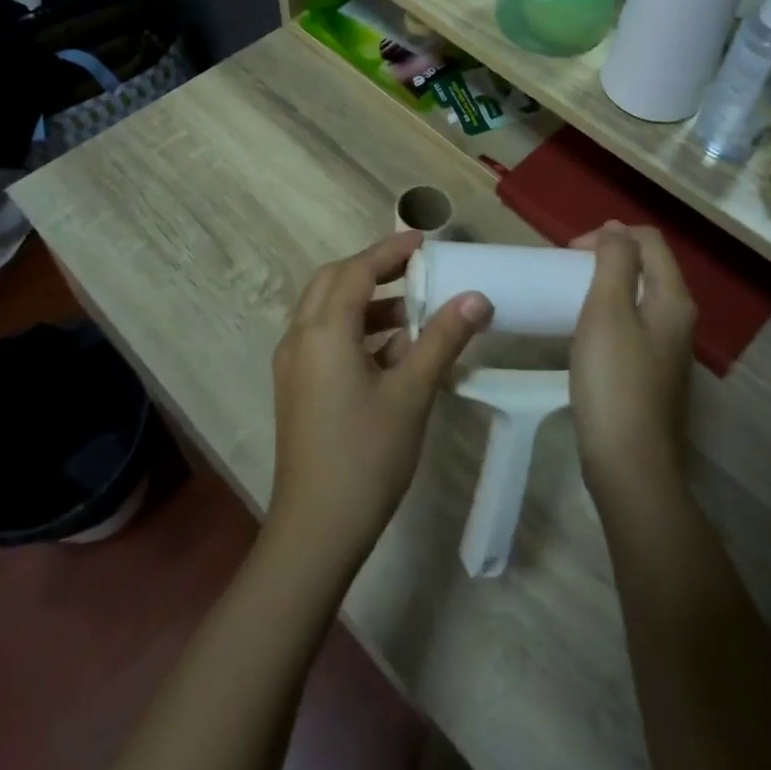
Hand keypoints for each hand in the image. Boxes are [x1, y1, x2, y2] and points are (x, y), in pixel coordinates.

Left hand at [267, 231, 491, 571]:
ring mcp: (293, 365)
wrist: (316, 529)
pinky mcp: (297, 388)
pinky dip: (355, 330)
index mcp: (323, 331)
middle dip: (373, 270)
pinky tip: (392, 352)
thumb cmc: (366, 455)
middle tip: (415, 269)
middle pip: (333, 282)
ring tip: (413, 312)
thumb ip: (443, 339)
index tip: (423, 240)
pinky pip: (324, 339)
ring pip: (326, 311)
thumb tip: (476, 296)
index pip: (357, 271)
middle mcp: (300, 338)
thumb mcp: (412, 393)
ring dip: (366, 301)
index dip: (390, 250)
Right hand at [567, 223, 696, 509]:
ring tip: (572, 295)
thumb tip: (617, 230)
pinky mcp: (653, 374)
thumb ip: (615, 263)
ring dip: (607, 284)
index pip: (650, 241)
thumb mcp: (607, 312)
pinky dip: (609, 313)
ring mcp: (668, 349)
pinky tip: (585, 333)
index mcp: (672, 299)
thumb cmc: (613, 381)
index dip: (610, 235)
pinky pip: (633, 325)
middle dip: (609, 256)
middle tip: (568, 270)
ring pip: (640, 296)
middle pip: (648, 266)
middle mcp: (679, 319)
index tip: (570, 254)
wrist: (629, 464)